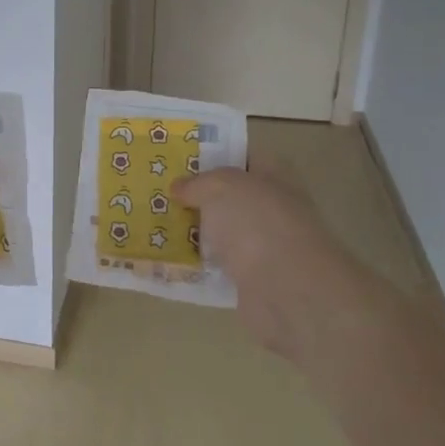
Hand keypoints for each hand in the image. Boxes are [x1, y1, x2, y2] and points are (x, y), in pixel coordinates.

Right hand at [171, 165, 341, 294]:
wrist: (286, 289)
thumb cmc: (256, 222)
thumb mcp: (219, 187)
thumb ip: (197, 183)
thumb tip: (179, 187)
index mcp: (274, 176)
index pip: (245, 157)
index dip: (215, 156)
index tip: (180, 160)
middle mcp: (273, 208)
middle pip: (231, 198)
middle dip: (199, 197)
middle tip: (161, 194)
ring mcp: (265, 246)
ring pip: (223, 233)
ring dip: (197, 232)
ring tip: (157, 225)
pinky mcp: (253, 280)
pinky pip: (219, 266)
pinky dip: (199, 265)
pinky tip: (171, 260)